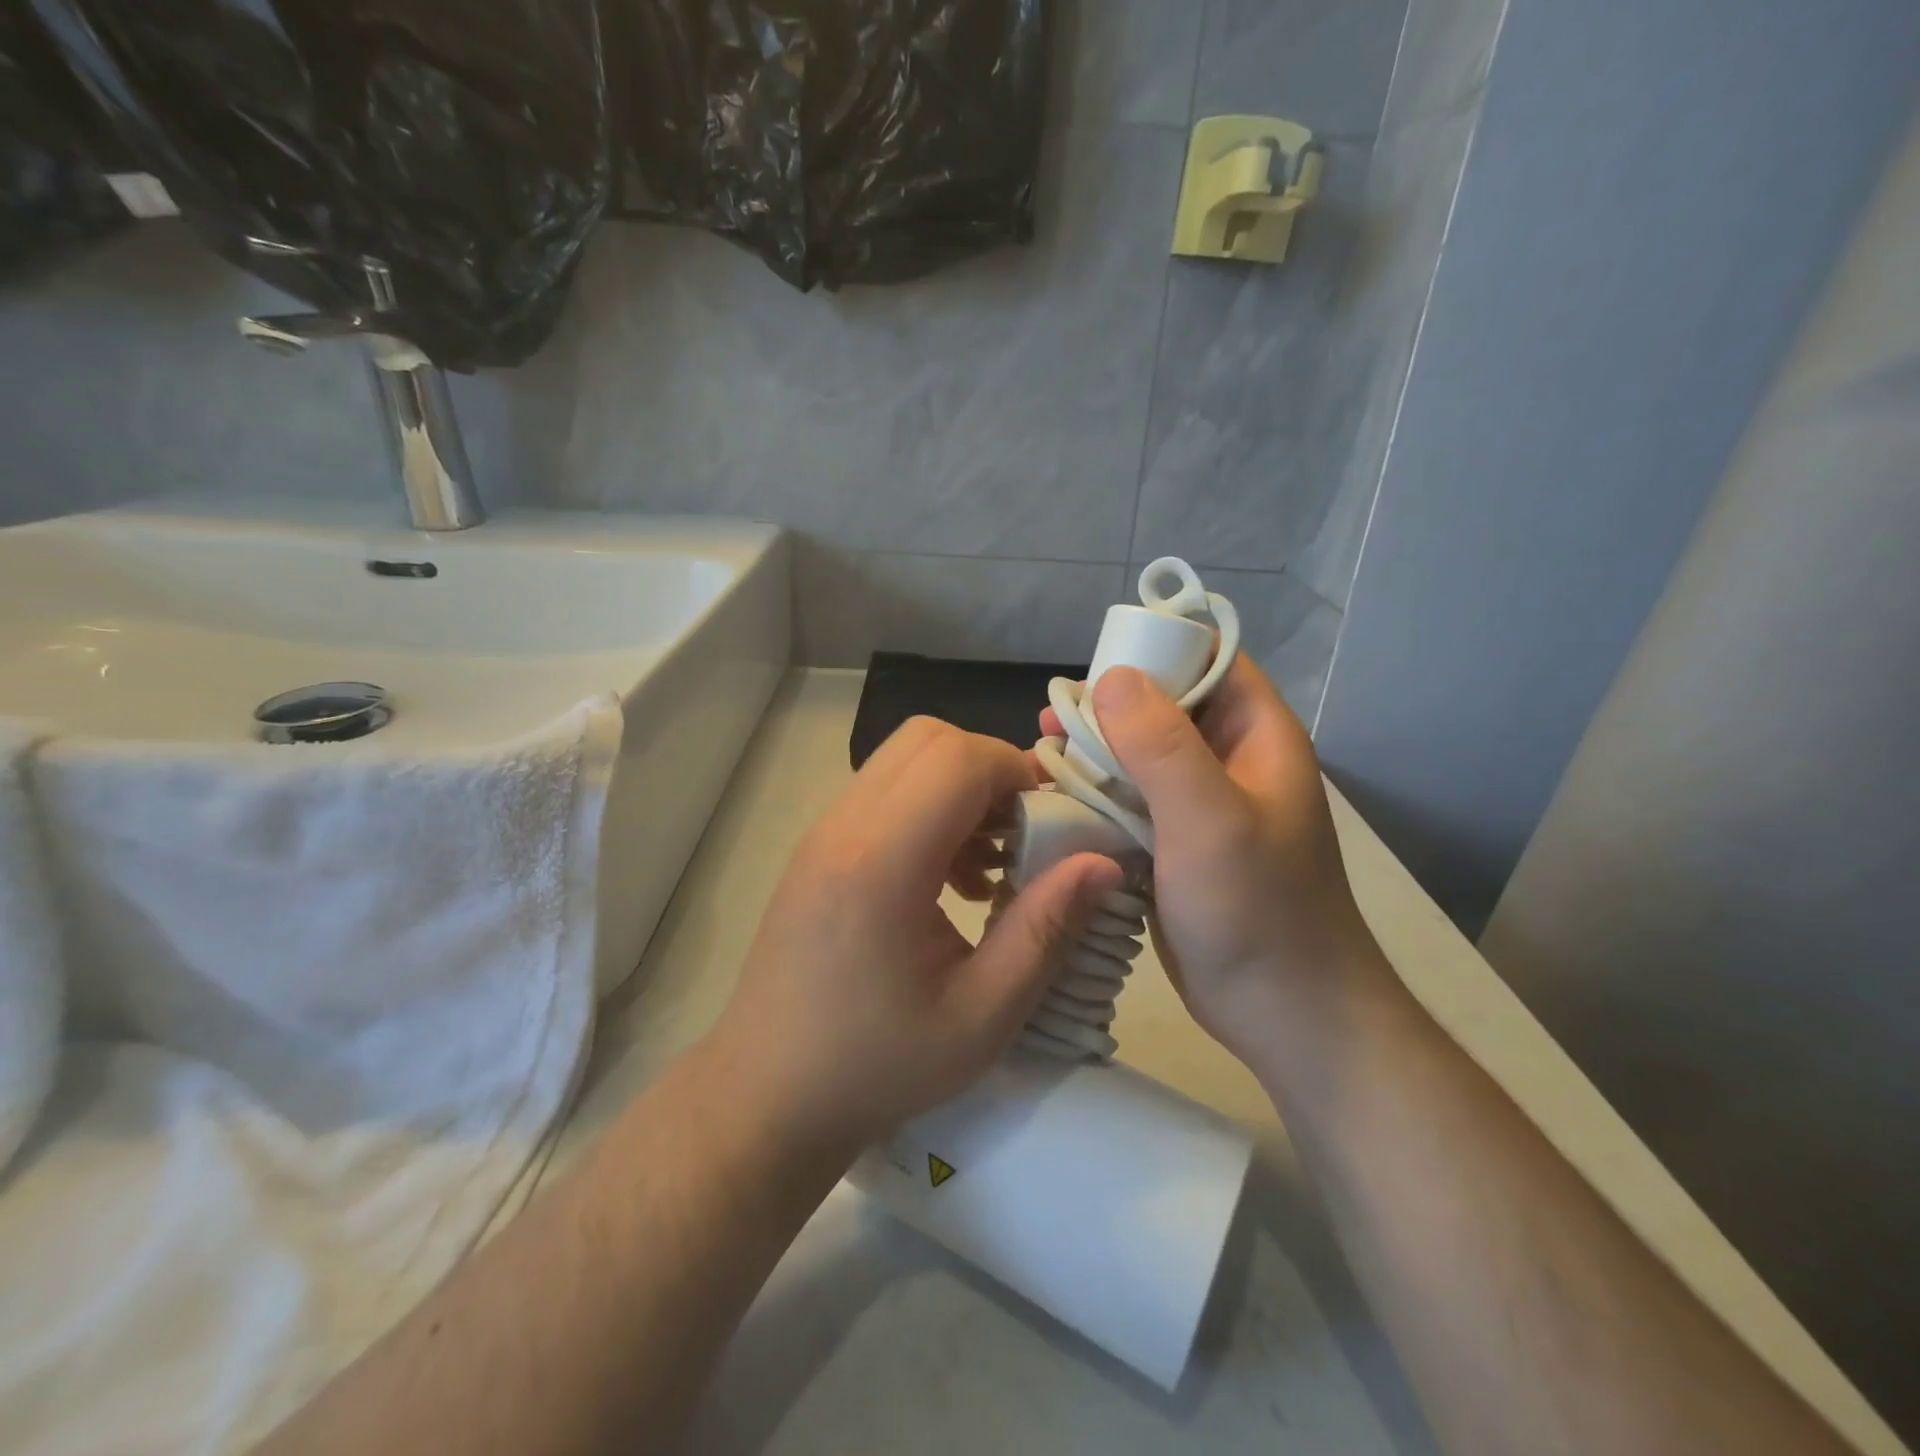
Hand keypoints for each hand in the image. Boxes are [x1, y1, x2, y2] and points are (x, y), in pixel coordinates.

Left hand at [707, 717, 1121, 1155]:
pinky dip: (929, 808)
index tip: (1056, 822)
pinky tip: (950, 880)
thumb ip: (1045, 929)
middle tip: (1027, 834)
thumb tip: (1104, 862)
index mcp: (881, 862)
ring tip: (991, 863)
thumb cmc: (877, 1065)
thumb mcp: (982, 1015)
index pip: (958, 759)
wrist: (768, 1094)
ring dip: (960, 788)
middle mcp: (844, 827)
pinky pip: (884, 791)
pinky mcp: (819, 847)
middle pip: (929, 739)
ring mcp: (823, 832)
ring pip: (905, 759)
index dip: (1018, 772)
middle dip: (992, 770)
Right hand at [1063, 659, 1390, 1069]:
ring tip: (1043, 756)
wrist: (1283, 1013)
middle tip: (1053, 717)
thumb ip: (1162, 744)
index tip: (1097, 662)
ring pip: (1140, 756)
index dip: (1158, 649)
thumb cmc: (1258, 910)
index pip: (1211, 661)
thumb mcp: (1210, 819)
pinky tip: (1056, 802)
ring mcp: (1200, 806)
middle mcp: (1229, 762)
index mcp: (1256, 737)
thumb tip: (1112, 676)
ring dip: (1095, 753)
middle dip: (1111, 707)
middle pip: (1166, 706)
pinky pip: (1130, 802)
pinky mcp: (1173, 844)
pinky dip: (1095, 796)